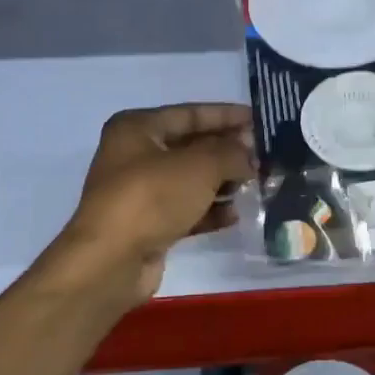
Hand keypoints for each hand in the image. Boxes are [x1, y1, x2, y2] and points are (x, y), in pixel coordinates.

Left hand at [61, 103, 255, 303]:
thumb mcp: (200, 165)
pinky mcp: (147, 224)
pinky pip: (185, 209)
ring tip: (254, 185)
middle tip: (262, 155)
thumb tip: (248, 156)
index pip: (190, 113)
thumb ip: (231, 153)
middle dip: (227, 151)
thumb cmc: (152, 197)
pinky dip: (209, 210)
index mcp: (137, 128)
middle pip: (190, 146)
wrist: (112, 260)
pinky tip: (234, 215)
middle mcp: (135, 155)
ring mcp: (139, 192)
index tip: (258, 119)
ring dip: (222, 182)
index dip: (225, 115)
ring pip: (190, 180)